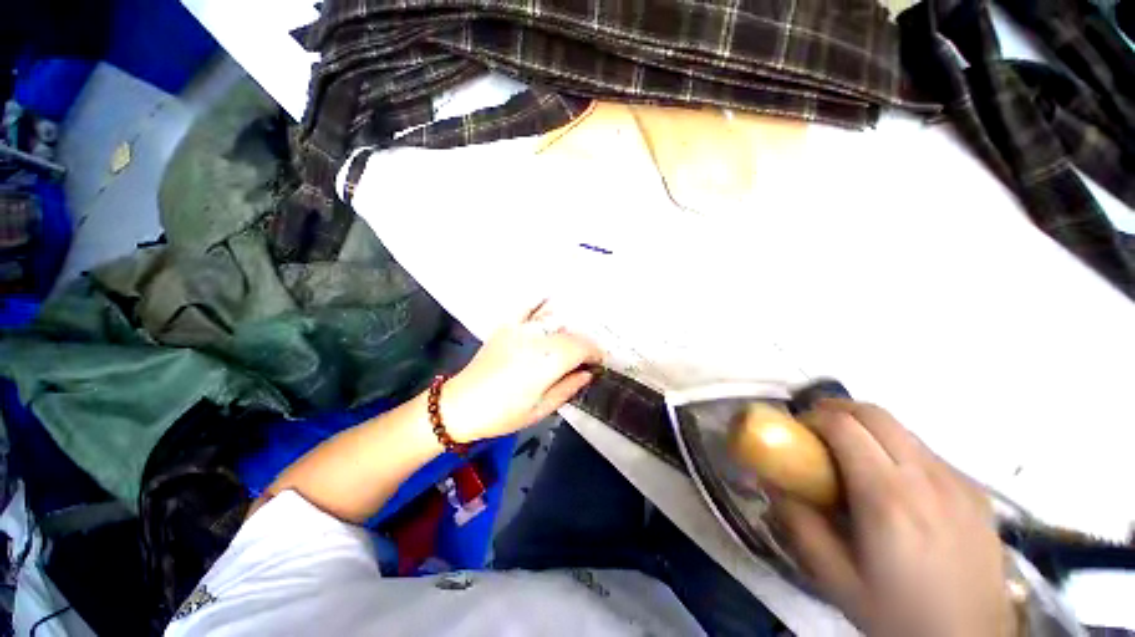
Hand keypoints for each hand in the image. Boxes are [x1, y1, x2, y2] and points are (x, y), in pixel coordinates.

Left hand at [442, 301, 601, 442]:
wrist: (461, 405)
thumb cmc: (504, 413)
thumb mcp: (542, 409)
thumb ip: (569, 387)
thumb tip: (587, 373)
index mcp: (548, 360)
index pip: (582, 346)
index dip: (595, 353)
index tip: (599, 363)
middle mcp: (537, 337)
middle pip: (570, 333)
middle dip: (583, 345)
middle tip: (585, 359)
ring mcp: (520, 328)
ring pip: (554, 320)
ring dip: (568, 329)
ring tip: (571, 342)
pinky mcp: (506, 326)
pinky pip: (527, 307)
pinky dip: (539, 302)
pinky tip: (549, 298)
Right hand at [770, 400, 1014, 636]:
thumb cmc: (897, 614)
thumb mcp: (835, 577)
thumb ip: (798, 523)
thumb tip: (771, 483)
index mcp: (888, 498)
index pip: (845, 426)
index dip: (813, 418)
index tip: (798, 431)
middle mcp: (926, 478)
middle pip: (876, 414)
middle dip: (837, 409)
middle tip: (817, 429)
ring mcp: (957, 482)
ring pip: (903, 429)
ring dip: (868, 428)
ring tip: (852, 456)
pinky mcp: (975, 491)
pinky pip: (927, 452)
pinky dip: (898, 449)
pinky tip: (895, 482)